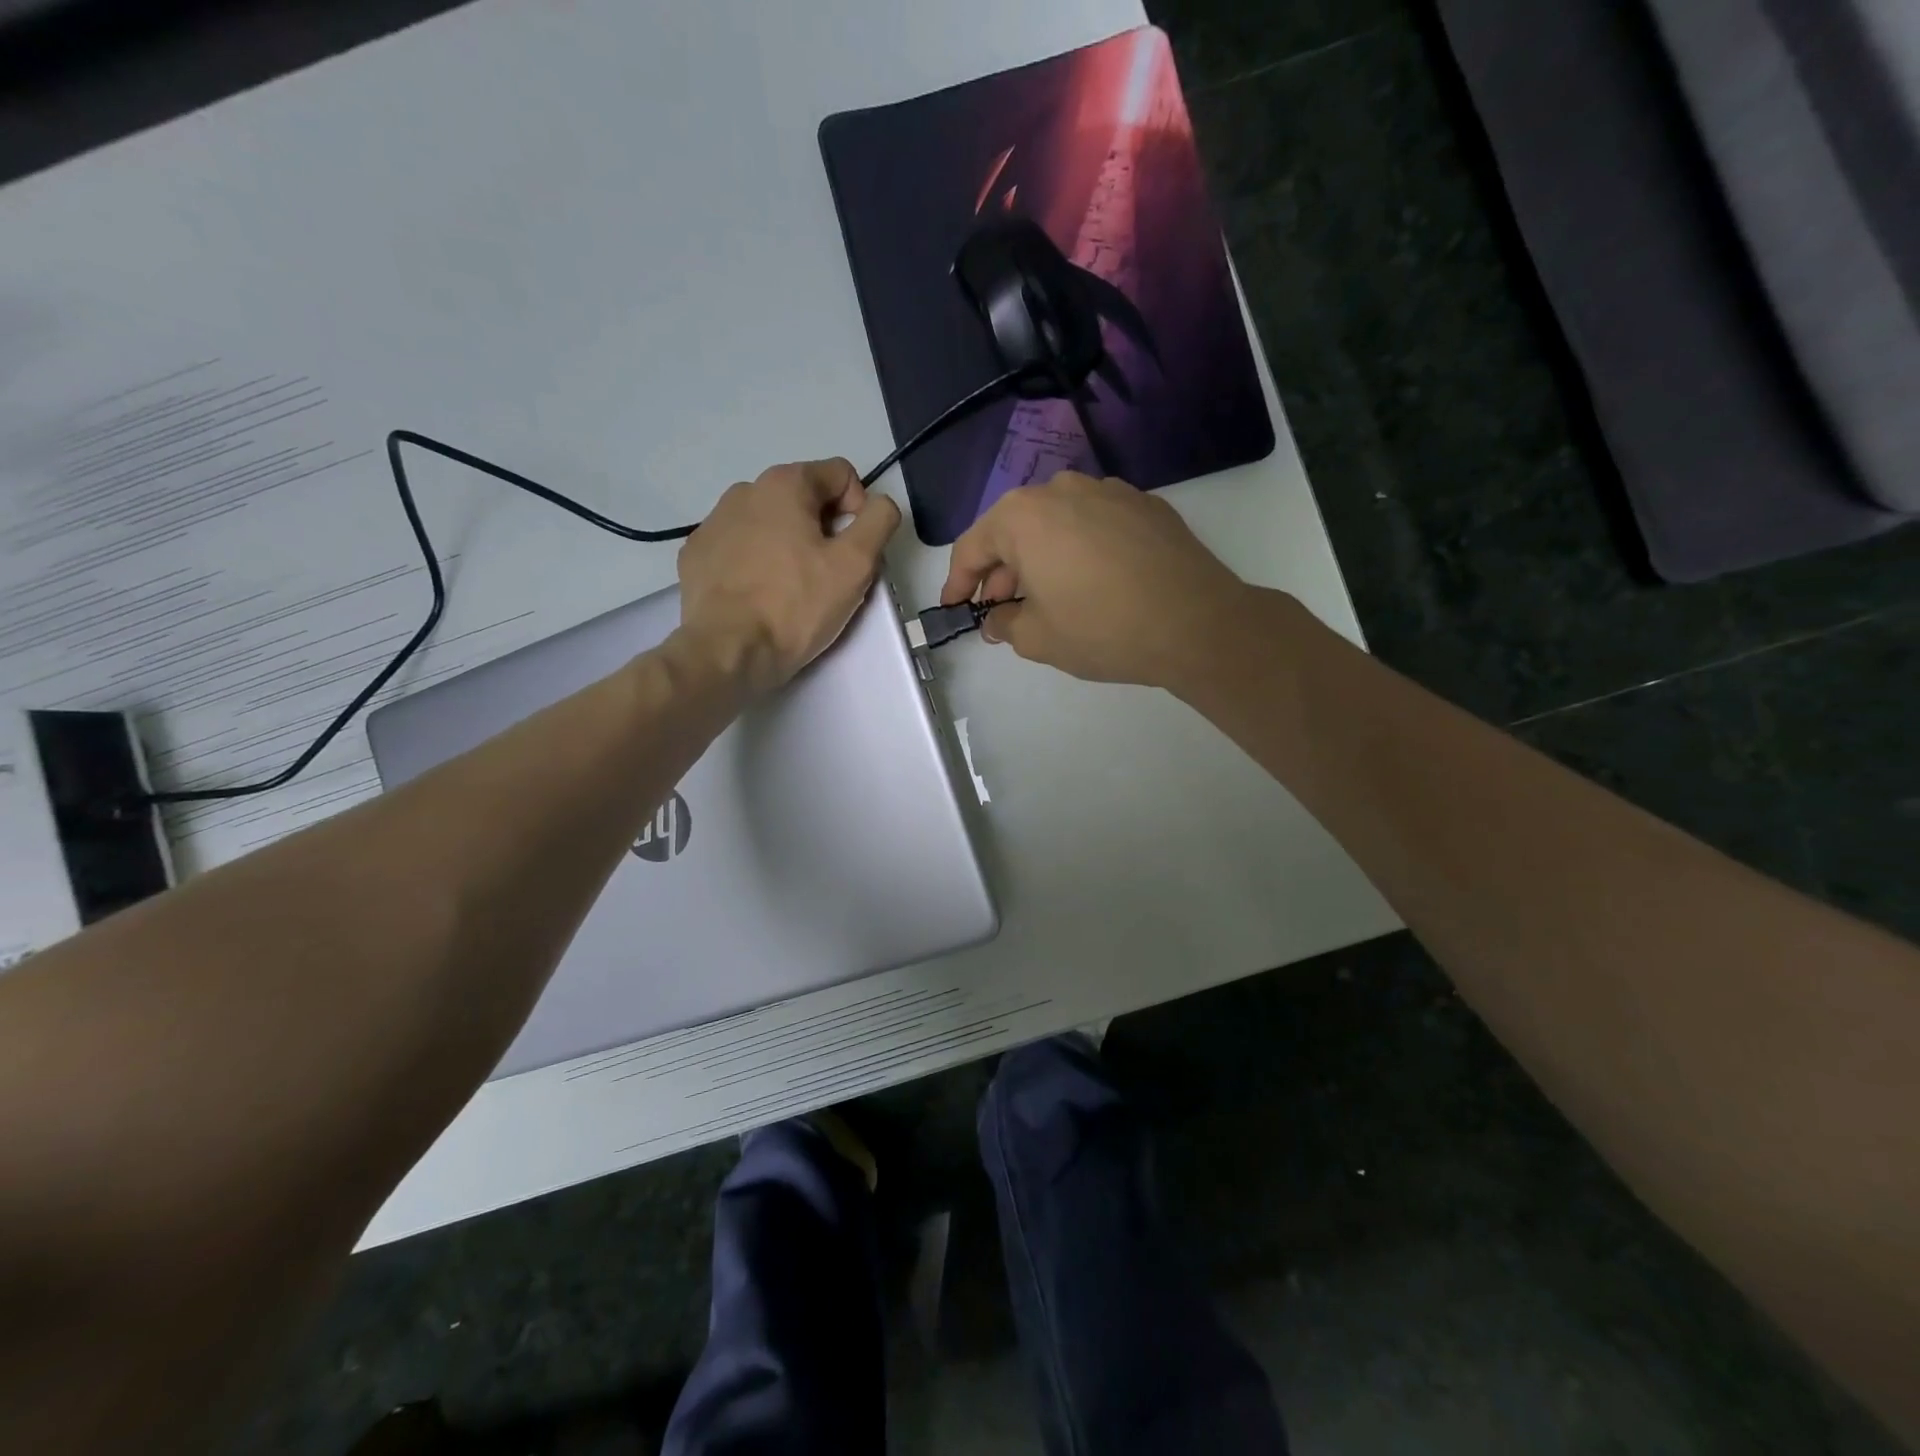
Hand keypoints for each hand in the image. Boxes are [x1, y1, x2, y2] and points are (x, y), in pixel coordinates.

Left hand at [676, 458, 899, 696]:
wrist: (727, 652)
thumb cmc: (796, 606)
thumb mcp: (856, 564)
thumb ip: (879, 521)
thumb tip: (879, 504)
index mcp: (784, 484)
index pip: (840, 475)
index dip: (859, 510)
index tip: (854, 551)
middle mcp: (744, 491)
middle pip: (803, 499)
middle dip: (823, 530)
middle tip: (827, 577)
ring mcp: (713, 522)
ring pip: (769, 524)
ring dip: (788, 546)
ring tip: (791, 589)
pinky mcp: (695, 556)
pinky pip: (739, 548)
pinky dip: (755, 564)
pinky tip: (759, 596)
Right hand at [941, 472, 1248, 690]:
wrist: (1196, 623)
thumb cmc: (1102, 629)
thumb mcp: (1038, 639)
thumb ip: (1005, 625)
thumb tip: (996, 619)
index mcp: (1023, 516)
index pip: (973, 546)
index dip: (958, 581)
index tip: (955, 607)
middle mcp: (1061, 489)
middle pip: (1014, 528)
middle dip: (1000, 570)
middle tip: (999, 608)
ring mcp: (1108, 490)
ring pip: (1055, 522)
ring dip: (1040, 557)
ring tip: (1044, 595)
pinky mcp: (1144, 504)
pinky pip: (1094, 523)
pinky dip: (1079, 548)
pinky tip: (1089, 581)